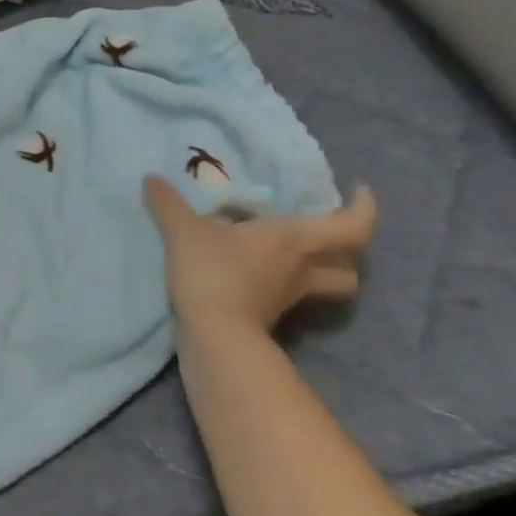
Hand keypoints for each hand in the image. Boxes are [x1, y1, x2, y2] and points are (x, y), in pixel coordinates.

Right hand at [143, 177, 377, 336]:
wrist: (214, 336)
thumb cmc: (213, 272)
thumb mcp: (184, 231)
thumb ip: (168, 203)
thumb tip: (151, 179)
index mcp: (294, 239)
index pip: (353, 227)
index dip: (364, 208)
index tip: (358, 190)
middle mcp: (302, 268)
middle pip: (350, 266)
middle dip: (346, 251)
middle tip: (325, 229)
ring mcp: (290, 296)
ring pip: (325, 285)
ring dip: (321, 271)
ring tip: (293, 252)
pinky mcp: (271, 316)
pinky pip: (291, 294)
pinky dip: (283, 282)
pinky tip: (256, 270)